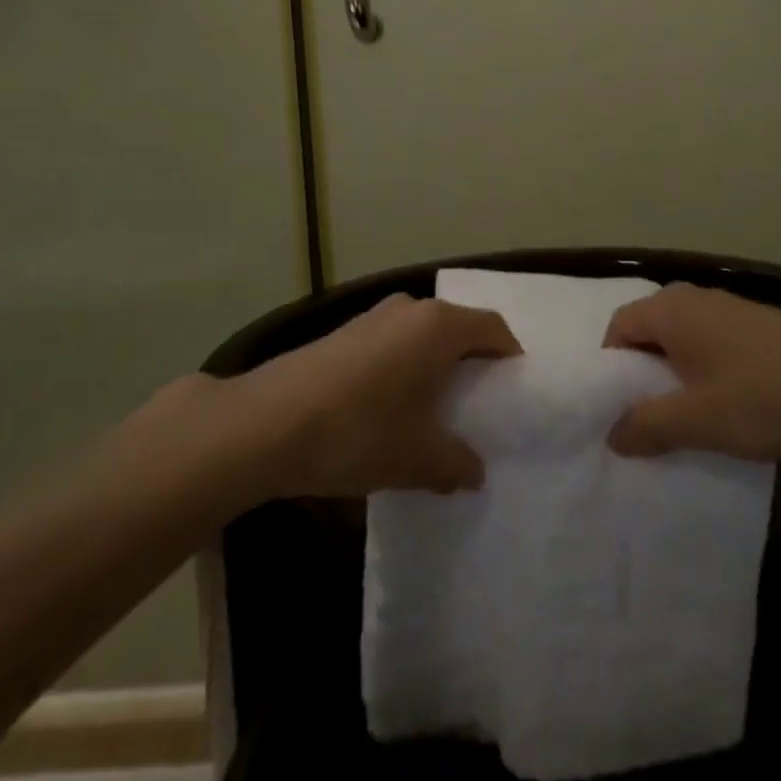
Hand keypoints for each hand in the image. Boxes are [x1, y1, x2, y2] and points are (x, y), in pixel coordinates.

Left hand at [226, 294, 520, 497]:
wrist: (267, 423)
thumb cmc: (359, 431)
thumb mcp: (417, 458)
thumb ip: (455, 463)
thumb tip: (474, 471)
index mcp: (438, 326)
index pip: (493, 328)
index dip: (510, 356)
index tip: (514, 391)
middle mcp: (409, 309)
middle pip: (457, 327)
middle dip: (471, 361)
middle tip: (478, 404)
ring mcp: (372, 317)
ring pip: (421, 335)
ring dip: (433, 364)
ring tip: (434, 410)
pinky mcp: (343, 332)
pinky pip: (392, 342)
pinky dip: (403, 366)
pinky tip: (390, 407)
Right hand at [601, 285, 780, 459]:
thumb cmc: (765, 394)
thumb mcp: (698, 420)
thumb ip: (647, 426)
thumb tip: (612, 434)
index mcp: (669, 310)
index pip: (617, 329)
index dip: (611, 371)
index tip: (619, 412)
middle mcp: (693, 299)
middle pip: (649, 334)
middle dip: (644, 378)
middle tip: (649, 423)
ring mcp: (729, 310)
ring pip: (683, 343)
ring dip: (678, 380)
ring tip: (689, 424)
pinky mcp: (758, 327)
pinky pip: (713, 347)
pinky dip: (708, 375)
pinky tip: (730, 410)